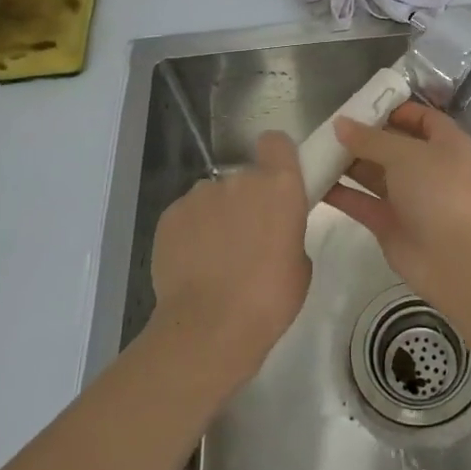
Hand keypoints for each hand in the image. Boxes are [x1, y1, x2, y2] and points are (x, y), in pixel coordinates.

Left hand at [149, 132, 310, 383]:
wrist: (210, 327)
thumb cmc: (270, 299)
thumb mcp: (300, 263)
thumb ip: (287, 232)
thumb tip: (271, 233)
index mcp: (280, 186)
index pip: (276, 142)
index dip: (276, 157)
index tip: (278, 180)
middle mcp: (239, 180)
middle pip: (244, 177)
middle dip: (247, 199)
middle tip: (249, 237)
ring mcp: (200, 195)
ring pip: (213, 197)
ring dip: (217, 216)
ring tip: (215, 257)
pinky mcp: (170, 215)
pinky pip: (187, 215)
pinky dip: (191, 232)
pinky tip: (192, 265)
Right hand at [324, 102, 470, 295]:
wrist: (454, 257)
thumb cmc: (438, 191)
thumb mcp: (405, 154)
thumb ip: (370, 139)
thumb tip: (339, 124)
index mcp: (446, 143)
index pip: (422, 118)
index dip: (395, 109)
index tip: (362, 105)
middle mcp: (428, 167)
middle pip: (393, 145)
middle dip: (363, 137)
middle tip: (328, 128)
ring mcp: (409, 197)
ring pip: (375, 174)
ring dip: (348, 164)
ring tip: (315, 151)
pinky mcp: (390, 223)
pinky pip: (362, 202)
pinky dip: (341, 193)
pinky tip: (314, 182)